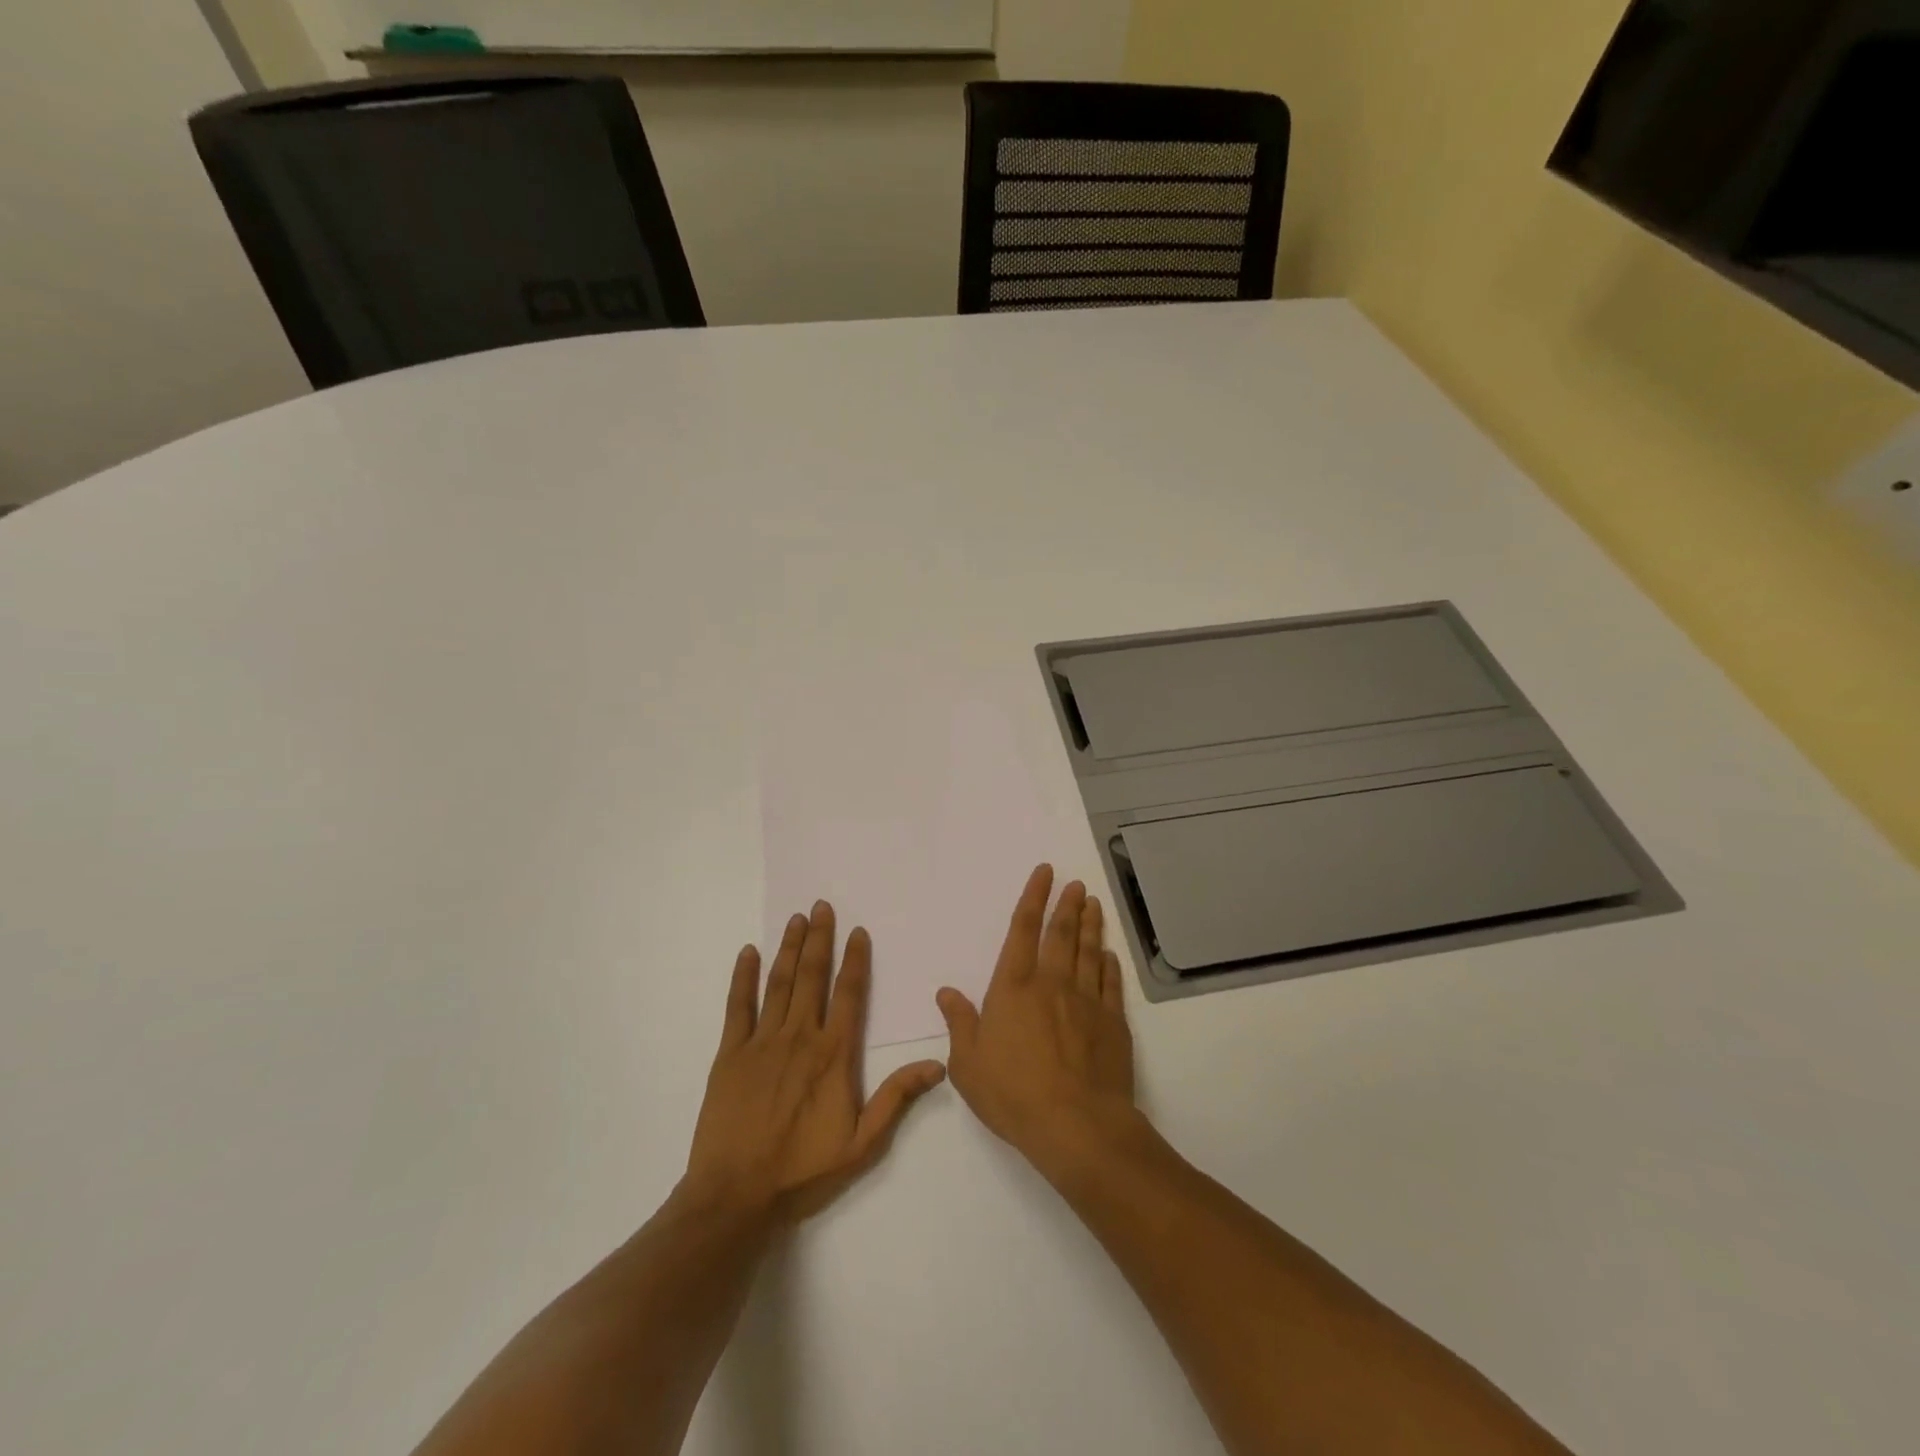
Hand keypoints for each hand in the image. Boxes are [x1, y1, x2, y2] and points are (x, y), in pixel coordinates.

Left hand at [684, 901, 945, 1222]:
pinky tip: (748, 952)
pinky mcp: (730, 1054)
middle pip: (813, 977)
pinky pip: (738, 1006)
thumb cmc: (802, 1171)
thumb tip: (938, 1064)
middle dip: (820, 939)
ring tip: (797, 919)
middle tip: (822, 905)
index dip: (855, 960)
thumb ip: (896, 1098)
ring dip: (789, 948)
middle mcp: (800, 1037)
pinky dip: (743, 977)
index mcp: (833, 1054)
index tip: (857, 931)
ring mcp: (761, 1042)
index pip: (849, 994)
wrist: (735, 1196)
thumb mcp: (861, 1144)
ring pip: (779, 983)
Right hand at [938, 865, 1141, 1177]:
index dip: (1033, 897)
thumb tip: (946, 993)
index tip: (1045, 873)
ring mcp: (1086, 1001)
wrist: (1076, 1125)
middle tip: (1076, 883)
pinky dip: (1110, 965)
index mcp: (1014, 987)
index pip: (1023, 930)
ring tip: (1094, 904)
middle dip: (1067, 904)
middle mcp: (1051, 983)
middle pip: (1061, 934)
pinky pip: (1110, 984)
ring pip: (1089, 952)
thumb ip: (959, 1023)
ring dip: (1091, 925)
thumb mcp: (967, 1064)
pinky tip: (1109, 955)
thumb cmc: (1012, 1093)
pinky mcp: (1112, 1023)